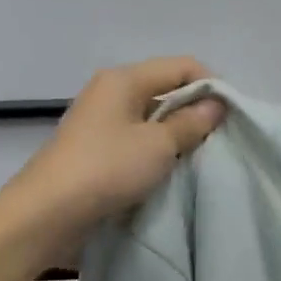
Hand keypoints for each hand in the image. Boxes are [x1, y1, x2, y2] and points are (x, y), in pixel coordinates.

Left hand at [4, 57, 224, 250]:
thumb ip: (191, 123)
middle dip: (196, 112)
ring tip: (200, 158)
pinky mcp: (97, 151)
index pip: (182, 66)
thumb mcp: (158, 145)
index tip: (233, 117)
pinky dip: (158, 152)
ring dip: (177, 135)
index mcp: (124, 79)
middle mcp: (111, 93)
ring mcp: (101, 123)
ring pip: (153, 119)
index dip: (212, 86)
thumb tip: (216, 105)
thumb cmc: (107, 168)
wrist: (48, 213)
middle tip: (221, 141)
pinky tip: (171, 171)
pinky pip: (138, 141)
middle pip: (166, 90)